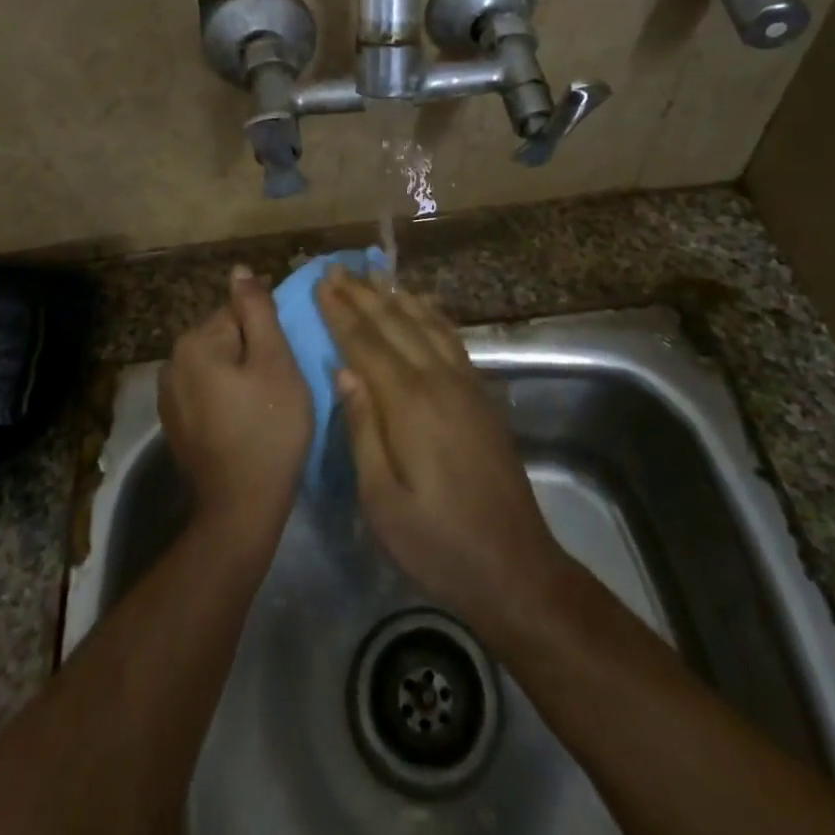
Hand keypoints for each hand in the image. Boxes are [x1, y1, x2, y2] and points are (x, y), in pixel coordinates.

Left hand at [160, 266, 311, 544]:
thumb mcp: (275, 361)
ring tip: (265, 399)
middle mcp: (172, 361)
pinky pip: (206, 389)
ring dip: (239, 371)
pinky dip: (226, 393)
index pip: (238, 311)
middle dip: (252, 349)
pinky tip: (244, 417)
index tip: (286, 355)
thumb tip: (240, 270)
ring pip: (216, 363)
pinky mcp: (174, 421)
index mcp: (195, 341)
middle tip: (280, 380)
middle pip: (225, 335)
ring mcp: (169, 394)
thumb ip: (257, 310)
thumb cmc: (268, 427)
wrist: (241, 506)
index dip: (268, 329)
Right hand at [316, 267, 569, 639]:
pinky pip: (451, 338)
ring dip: (396, 296)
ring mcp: (466, 384)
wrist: (515, 566)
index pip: (366, 344)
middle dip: (362, 295)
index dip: (340, 313)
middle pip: (395, 324)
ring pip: (425, 324)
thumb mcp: (382, 500)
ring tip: (372, 274)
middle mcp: (439, 380)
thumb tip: (342, 372)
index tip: (320, 284)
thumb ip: (362, 429)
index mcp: (409, 403)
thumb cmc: (437, 543)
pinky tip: (422, 305)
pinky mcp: (482, 395)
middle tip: (336, 268)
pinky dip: (431, 314)